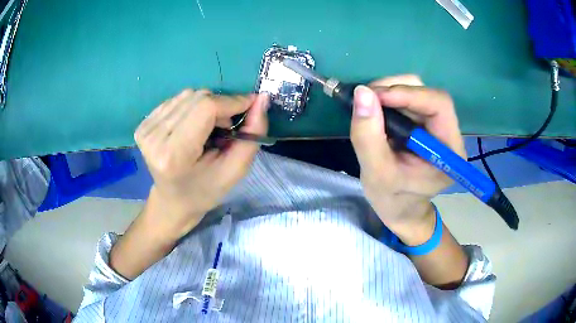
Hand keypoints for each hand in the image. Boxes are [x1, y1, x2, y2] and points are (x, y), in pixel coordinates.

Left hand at [134, 89, 268, 239]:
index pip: (205, 108)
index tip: (250, 106)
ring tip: (208, 129)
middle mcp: (154, 138)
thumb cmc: (204, 191)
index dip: (231, 102)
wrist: (172, 201)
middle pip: (197, 97)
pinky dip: (191, 107)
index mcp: (173, 155)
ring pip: (187, 95)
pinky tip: (191, 127)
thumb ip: (253, 134)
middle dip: (220, 106)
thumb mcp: (235, 171)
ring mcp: (145, 129)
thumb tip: (262, 98)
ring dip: (206, 106)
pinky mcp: (143, 124)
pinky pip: (176, 100)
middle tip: (226, 127)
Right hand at [350, 75, 464, 244]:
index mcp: (449, 151)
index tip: (374, 95)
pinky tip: (375, 110)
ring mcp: (437, 127)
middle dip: (395, 90)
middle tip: (366, 98)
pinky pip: (408, 100)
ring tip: (368, 106)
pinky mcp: (425, 124)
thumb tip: (362, 92)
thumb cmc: (393, 200)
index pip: (439, 106)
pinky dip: (388, 99)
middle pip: (428, 94)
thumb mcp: (376, 174)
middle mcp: (449, 134)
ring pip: (417, 92)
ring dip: (389, 92)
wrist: (400, 210)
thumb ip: (368, 136)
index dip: (409, 94)